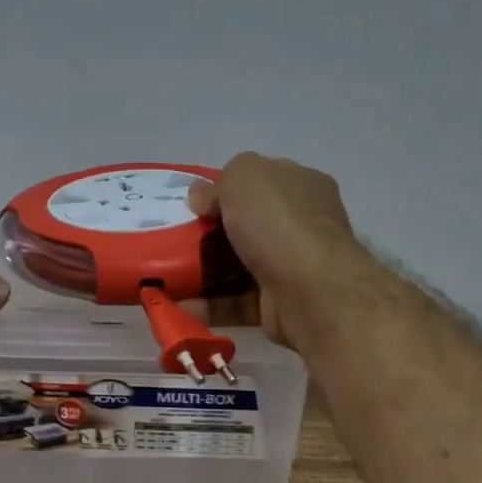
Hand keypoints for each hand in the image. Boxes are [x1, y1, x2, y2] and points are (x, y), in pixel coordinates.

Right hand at [187, 153, 374, 347]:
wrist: (312, 292)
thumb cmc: (279, 223)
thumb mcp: (244, 177)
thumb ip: (219, 183)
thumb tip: (201, 198)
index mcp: (300, 185)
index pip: (261, 179)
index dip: (227, 187)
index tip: (195, 203)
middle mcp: (300, 224)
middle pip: (248, 223)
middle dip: (211, 231)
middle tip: (176, 238)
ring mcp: (292, 266)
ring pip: (239, 265)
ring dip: (204, 270)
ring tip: (168, 273)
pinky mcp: (279, 304)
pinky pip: (236, 301)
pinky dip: (209, 304)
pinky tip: (179, 304)